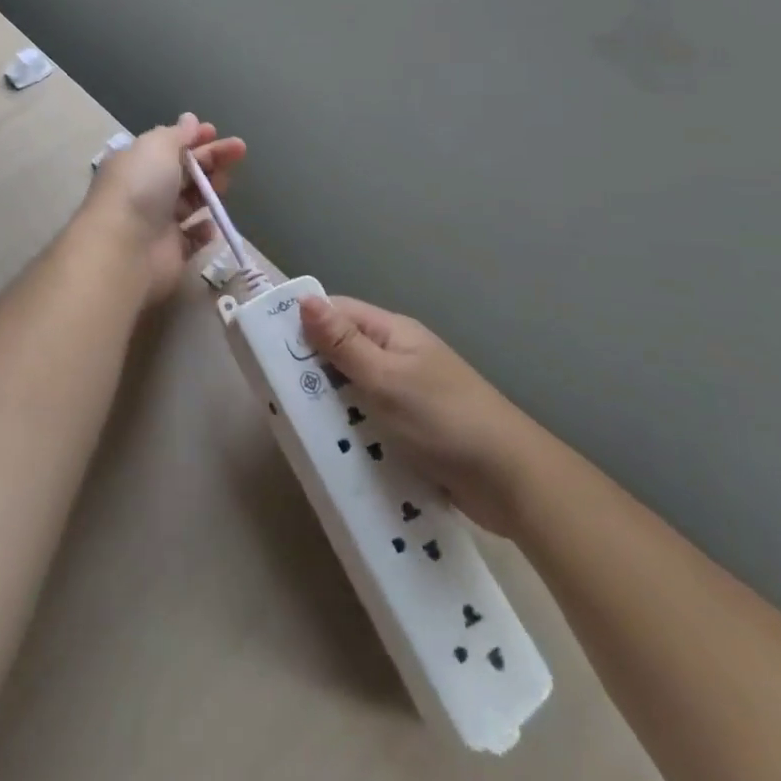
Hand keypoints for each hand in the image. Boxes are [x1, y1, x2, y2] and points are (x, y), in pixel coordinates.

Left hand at [80, 112, 245, 304]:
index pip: (169, 146)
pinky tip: (210, 223)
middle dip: (212, 159)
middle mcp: (145, 191)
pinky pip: (193, 238)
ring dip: (210, 191)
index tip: (216, 132)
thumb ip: (177, 134)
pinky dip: (204, 230)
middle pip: (185, 171)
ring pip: (191, 202)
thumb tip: (190, 120)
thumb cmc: (140, 187)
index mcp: (137, 163)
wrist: (125, 248)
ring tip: (225, 185)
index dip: (193, 138)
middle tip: (239, 151)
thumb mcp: (157, 147)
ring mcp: (158, 223)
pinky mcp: (171, 252)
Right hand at [300, 296, 542, 535]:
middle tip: (277, 393)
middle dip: (313, 369)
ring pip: (354, 389)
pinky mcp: (413, 430)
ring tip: (297, 424)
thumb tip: (305, 299)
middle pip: (343, 351)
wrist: (512, 480)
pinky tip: (333, 448)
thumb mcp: (385, 378)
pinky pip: (371, 420)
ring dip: (331, 404)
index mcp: (393, 333)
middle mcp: (398, 356)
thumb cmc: (443, 418)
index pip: (338, 312)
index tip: (268, 347)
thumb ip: (343, 343)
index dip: (304, 323)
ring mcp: (407, 394)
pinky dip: (353, 430)